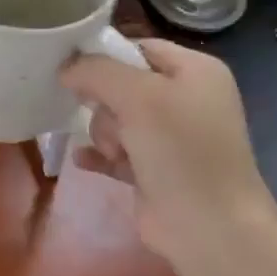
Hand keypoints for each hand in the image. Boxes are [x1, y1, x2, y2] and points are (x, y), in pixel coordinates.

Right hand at [61, 39, 276, 265]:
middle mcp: (185, 99)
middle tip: (113, 122)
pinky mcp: (153, 170)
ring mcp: (170, 138)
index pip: (138, 47)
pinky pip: (112, 151)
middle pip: (121, 84)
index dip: (105, 56)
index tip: (73, 70)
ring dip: (105, 134)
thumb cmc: (181, 150)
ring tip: (116, 153)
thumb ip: (97, 71)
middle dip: (105, 104)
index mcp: (195, 71)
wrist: (210, 228)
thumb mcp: (139, 96)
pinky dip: (99, 154)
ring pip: (114, 119)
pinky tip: (82, 160)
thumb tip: (66, 68)